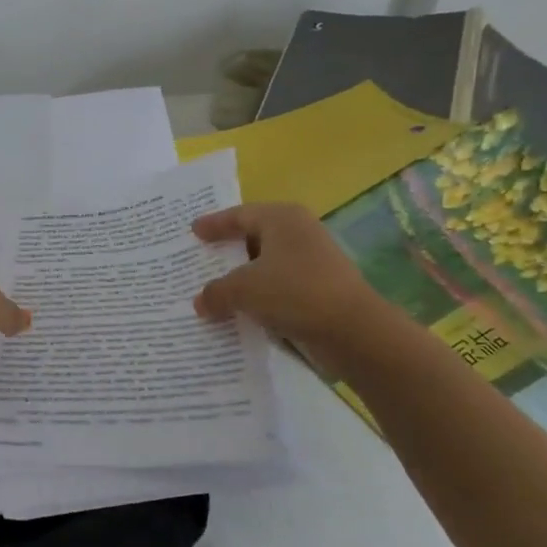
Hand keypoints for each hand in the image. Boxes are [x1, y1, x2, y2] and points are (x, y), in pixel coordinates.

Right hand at [191, 203, 380, 347]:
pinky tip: (241, 309)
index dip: (215, 223)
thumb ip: (216, 292)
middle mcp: (299, 232)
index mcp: (282, 218)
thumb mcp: (243, 289)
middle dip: (228, 249)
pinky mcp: (319, 288)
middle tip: (201, 256)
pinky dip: (259, 295)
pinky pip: (279, 286)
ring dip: (243, 277)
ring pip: (267, 264)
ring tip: (215, 287)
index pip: (240, 215)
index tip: (193, 231)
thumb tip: (201, 302)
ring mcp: (313, 261)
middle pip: (254, 237)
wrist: (353, 331)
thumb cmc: (294, 293)